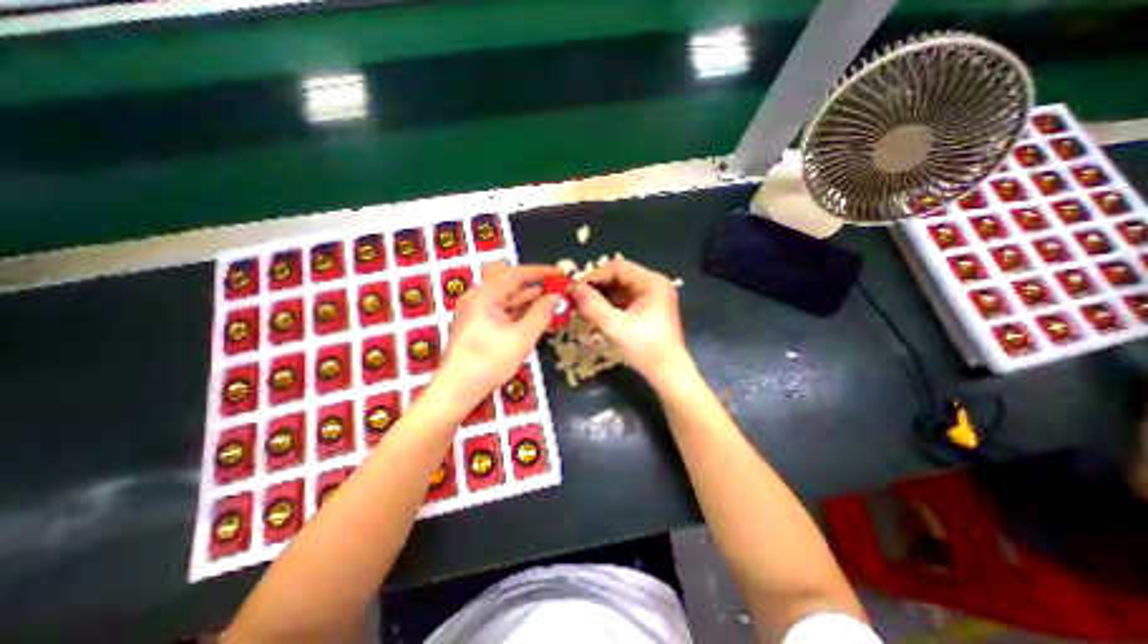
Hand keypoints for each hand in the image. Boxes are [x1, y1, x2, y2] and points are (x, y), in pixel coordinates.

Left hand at [435, 261, 562, 409]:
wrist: (457, 389)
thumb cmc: (489, 361)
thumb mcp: (522, 337)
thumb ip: (542, 314)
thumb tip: (556, 297)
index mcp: (484, 295)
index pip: (515, 274)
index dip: (539, 272)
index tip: (559, 273)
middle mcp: (478, 298)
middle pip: (510, 284)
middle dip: (535, 287)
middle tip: (557, 291)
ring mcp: (477, 312)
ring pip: (507, 299)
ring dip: (529, 301)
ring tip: (553, 305)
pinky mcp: (478, 325)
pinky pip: (503, 311)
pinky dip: (520, 313)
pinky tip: (537, 318)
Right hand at [572, 256, 688, 387]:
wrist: (668, 374)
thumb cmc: (645, 348)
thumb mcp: (615, 326)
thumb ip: (592, 305)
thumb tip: (574, 289)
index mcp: (652, 283)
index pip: (617, 267)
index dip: (594, 276)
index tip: (576, 290)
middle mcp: (654, 285)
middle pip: (619, 276)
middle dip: (597, 287)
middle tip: (577, 300)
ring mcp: (652, 298)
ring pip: (620, 289)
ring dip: (601, 297)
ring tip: (583, 308)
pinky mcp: (648, 310)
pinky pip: (624, 301)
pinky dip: (609, 305)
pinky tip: (596, 315)